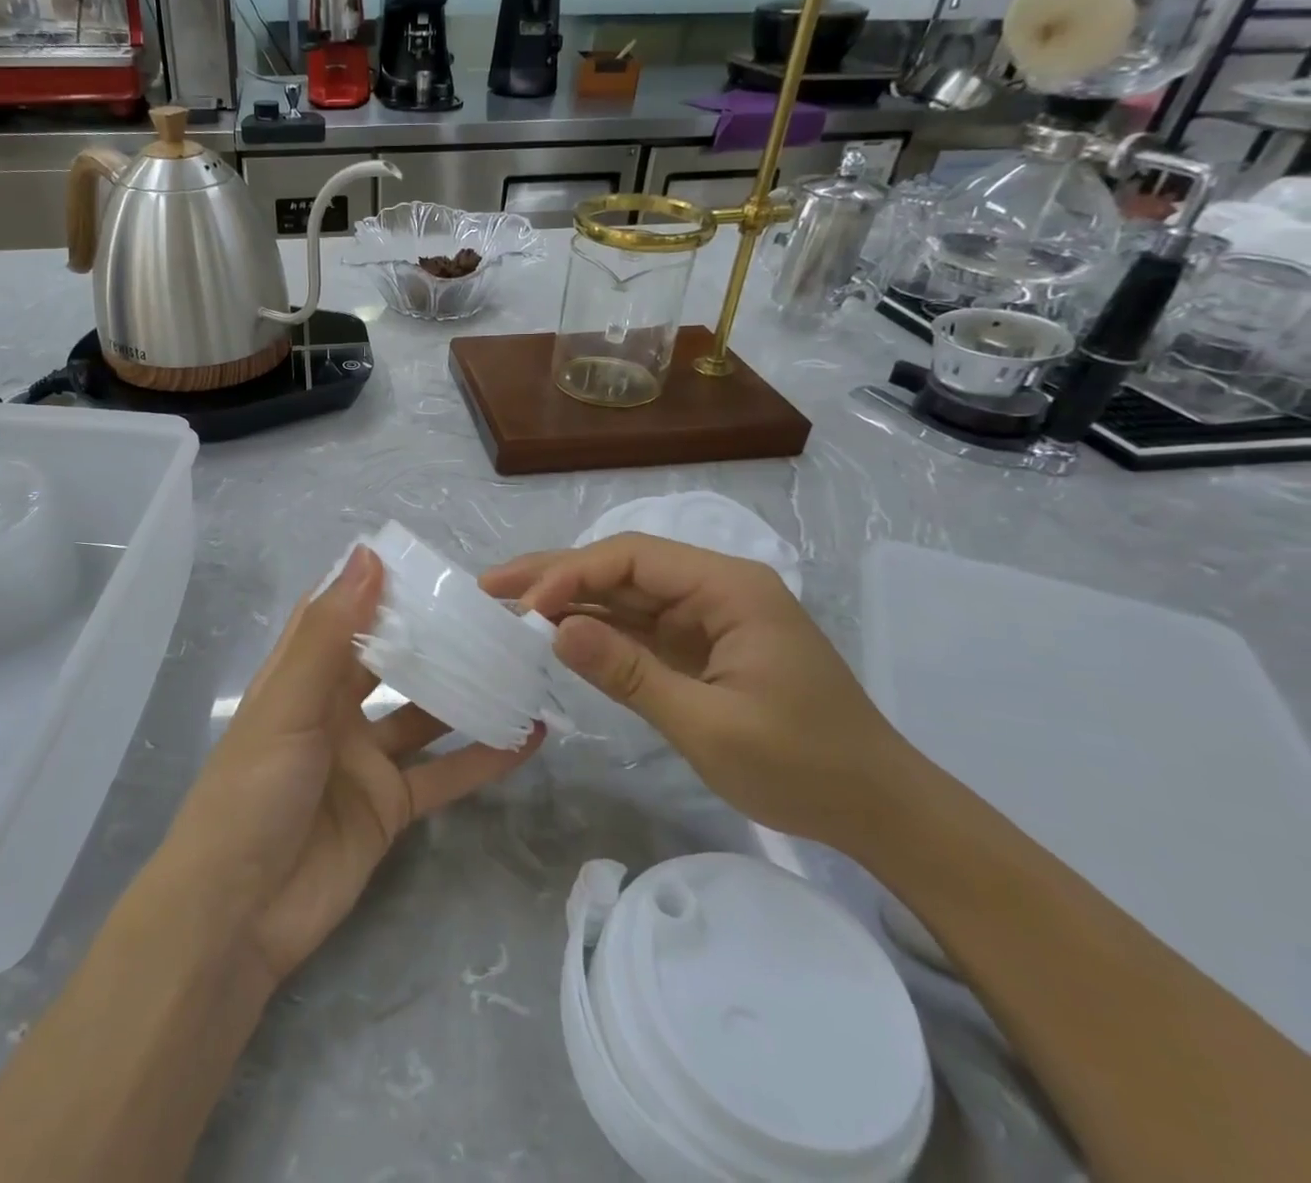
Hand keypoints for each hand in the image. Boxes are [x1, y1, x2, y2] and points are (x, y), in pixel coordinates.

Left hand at [159, 546, 541, 986]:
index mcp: (301, 675)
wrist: (239, 914)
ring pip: (425, 714)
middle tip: (493, 610)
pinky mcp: (390, 807)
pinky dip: (485, 757)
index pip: (340, 614)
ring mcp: (365, 759)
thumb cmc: (253, 792)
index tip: (427, 562)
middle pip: (390, 660)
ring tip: (521, 663)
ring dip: (467, 692)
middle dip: (433, 636)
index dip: (375, 585)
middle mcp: (334, 709)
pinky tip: (531, 736)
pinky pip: (445, 773)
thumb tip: (369, 556)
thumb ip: (332, 634)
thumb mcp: (289, 704)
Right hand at [481, 534, 913, 847]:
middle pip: (621, 567)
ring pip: (623, 595)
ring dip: (567, 600)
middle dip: (555, 575)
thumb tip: (554, 630)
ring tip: (506, 604)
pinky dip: (594, 630)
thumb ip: (629, 673)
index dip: (570, 575)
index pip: (631, 559)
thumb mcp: (709, 725)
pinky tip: (553, 632)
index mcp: (728, 588)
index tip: (522, 607)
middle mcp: (714, 589)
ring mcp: (706, 617)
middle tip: (490, 584)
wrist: (879, 811)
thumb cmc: (804, 767)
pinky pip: (637, 627)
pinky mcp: (699, 646)